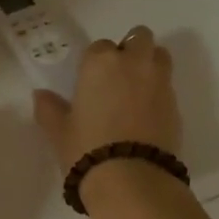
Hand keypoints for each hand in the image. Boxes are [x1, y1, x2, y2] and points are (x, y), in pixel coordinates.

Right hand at [33, 25, 182, 178]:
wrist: (132, 180)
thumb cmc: (87, 148)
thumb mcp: (59, 130)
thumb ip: (49, 108)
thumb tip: (41, 95)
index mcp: (101, 62)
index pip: (100, 46)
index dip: (95, 62)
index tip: (91, 81)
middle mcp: (134, 64)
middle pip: (140, 37)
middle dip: (131, 49)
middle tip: (119, 75)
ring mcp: (160, 83)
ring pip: (160, 56)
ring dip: (150, 64)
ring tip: (137, 90)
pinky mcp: (177, 105)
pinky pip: (168, 86)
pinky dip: (159, 92)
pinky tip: (146, 116)